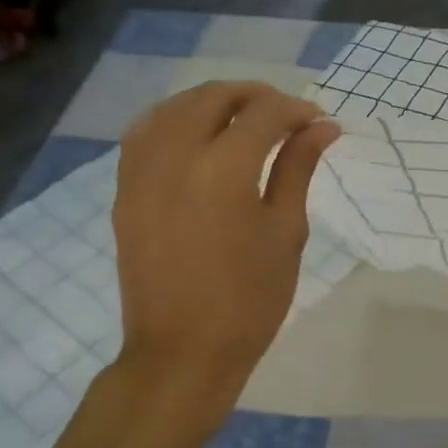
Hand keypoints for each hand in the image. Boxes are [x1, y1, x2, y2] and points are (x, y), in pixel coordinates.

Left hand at [109, 83, 339, 429]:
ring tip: (244, 119)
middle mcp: (176, 156)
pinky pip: (145, 132)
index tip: (320, 122)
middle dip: (256, 96)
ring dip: (214, 102)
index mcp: (224, 169)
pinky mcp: (125, 189)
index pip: (264, 113)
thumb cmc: (250, 299)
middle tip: (287, 116)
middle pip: (215, 97)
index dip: (297, 110)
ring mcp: (141, 171)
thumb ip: (299, 169)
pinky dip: (176, 119)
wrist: (183, 352)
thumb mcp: (286, 231)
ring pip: (174, 106)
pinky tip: (198, 134)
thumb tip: (322, 127)